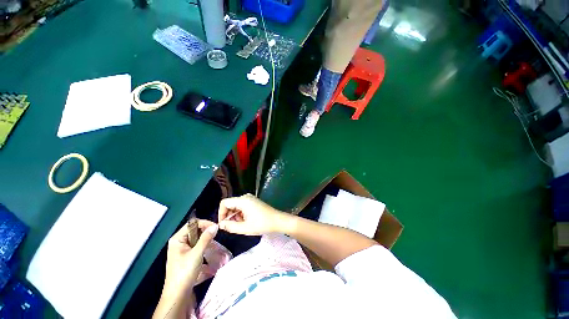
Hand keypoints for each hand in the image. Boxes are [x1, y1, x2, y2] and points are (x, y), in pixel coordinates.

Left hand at [162, 219, 218, 298]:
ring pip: (197, 239)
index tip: (215, 227)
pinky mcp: (186, 257)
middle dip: (206, 232)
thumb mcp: (197, 254)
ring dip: (206, 240)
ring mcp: (182, 250)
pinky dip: (204, 247)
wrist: (178, 295)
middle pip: (195, 231)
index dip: (204, 224)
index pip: (192, 224)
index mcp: (177, 239)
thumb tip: (215, 226)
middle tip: (216, 236)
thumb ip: (206, 238)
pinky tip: (210, 251)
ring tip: (214, 244)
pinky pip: (197, 247)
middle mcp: (179, 243)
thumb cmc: (184, 272)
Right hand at [218, 194, 290, 234]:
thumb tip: (221, 224)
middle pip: (230, 204)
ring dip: (235, 215)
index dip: (221, 213)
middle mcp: (246, 197)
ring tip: (240, 225)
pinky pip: (242, 206)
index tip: (223, 224)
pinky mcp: (254, 201)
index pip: (224, 203)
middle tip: (231, 227)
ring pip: (236, 206)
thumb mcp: (244, 228)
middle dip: (229, 215)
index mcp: (243, 200)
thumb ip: (230, 226)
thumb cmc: (261, 224)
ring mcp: (250, 198)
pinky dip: (241, 213)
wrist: (277, 220)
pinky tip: (245, 221)